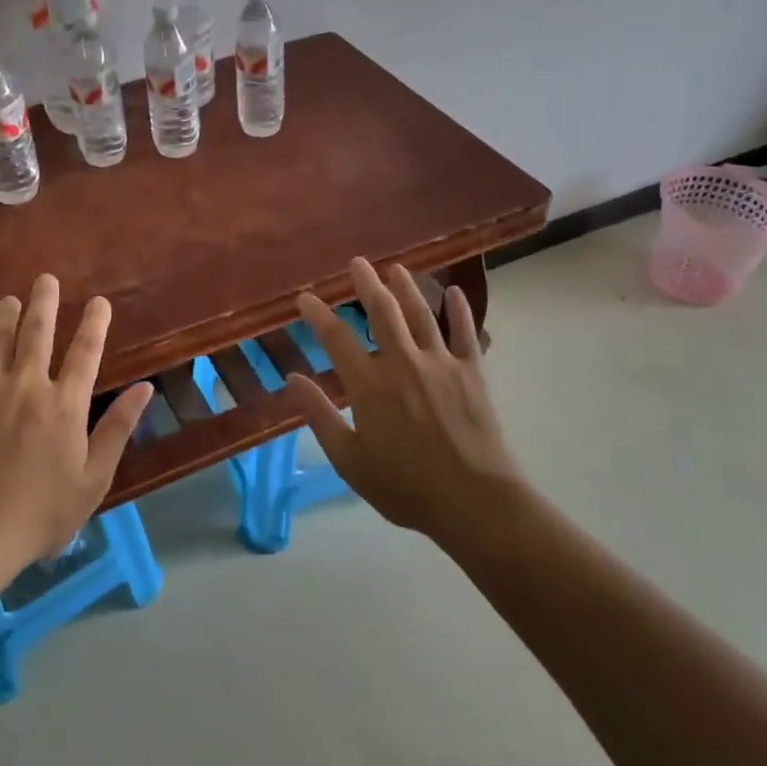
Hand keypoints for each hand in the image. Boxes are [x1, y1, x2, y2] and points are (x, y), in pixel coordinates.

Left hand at [0, 273, 152, 563]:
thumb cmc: (42, 512)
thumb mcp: (94, 477)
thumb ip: (118, 428)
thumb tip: (143, 387)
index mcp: (65, 404)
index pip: (86, 352)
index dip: (95, 324)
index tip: (99, 301)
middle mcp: (28, 386)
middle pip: (37, 333)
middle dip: (44, 302)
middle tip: (45, 279)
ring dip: (3, 317)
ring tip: (8, 300)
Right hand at [286, 258, 521, 539]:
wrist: (474, 502)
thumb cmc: (405, 486)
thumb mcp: (350, 460)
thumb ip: (320, 417)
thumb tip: (293, 379)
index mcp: (370, 385)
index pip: (336, 338)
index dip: (318, 314)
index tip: (305, 298)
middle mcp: (403, 363)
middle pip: (382, 311)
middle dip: (366, 284)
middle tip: (358, 263)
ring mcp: (441, 364)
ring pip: (421, 314)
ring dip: (407, 287)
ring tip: (396, 268)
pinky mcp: (472, 372)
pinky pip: (464, 333)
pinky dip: (459, 310)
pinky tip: (454, 292)